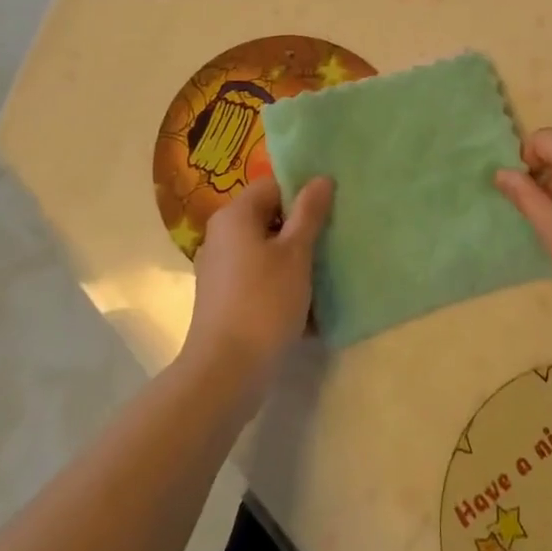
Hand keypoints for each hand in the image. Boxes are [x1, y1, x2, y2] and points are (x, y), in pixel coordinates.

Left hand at [183, 175, 332, 394]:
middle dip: (301, 230)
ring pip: (265, 251)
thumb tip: (321, 178)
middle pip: (268, 218)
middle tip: (332, 243)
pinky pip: (258, 278)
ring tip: (325, 275)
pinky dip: (280, 285)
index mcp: (235, 216)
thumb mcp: (295, 254)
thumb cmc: (264, 302)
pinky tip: (306, 306)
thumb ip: (309, 213)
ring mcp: (219, 269)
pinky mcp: (223, 298)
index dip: (302, 194)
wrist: (225, 372)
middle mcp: (221, 235)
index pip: (273, 186)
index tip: (330, 213)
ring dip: (294, 261)